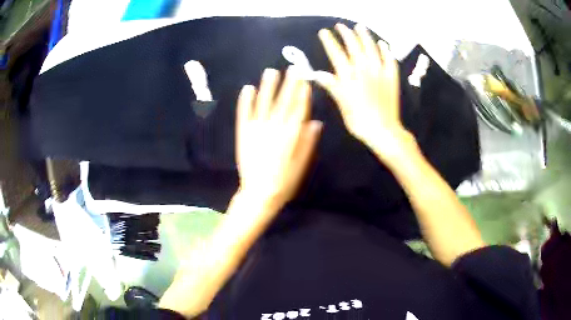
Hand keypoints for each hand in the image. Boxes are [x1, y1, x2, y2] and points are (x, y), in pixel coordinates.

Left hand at [236, 68, 322, 208]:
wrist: (258, 193)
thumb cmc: (284, 181)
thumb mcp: (302, 165)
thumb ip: (308, 143)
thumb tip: (316, 123)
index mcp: (291, 135)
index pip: (298, 109)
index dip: (302, 94)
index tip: (305, 80)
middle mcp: (274, 127)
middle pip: (283, 102)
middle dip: (289, 84)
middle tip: (293, 68)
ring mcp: (257, 129)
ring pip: (263, 103)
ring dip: (267, 87)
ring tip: (271, 71)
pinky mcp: (244, 133)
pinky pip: (244, 113)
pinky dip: (245, 101)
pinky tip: (247, 88)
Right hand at [316, 24, 412, 162]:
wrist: (384, 131)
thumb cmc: (360, 121)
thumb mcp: (342, 105)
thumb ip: (333, 86)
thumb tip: (319, 74)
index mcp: (350, 77)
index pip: (337, 54)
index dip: (330, 42)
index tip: (324, 32)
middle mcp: (364, 70)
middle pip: (354, 47)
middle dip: (346, 34)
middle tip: (341, 26)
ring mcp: (380, 72)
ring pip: (372, 49)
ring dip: (365, 36)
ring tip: (360, 27)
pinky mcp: (392, 77)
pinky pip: (389, 60)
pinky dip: (386, 51)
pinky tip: (383, 44)